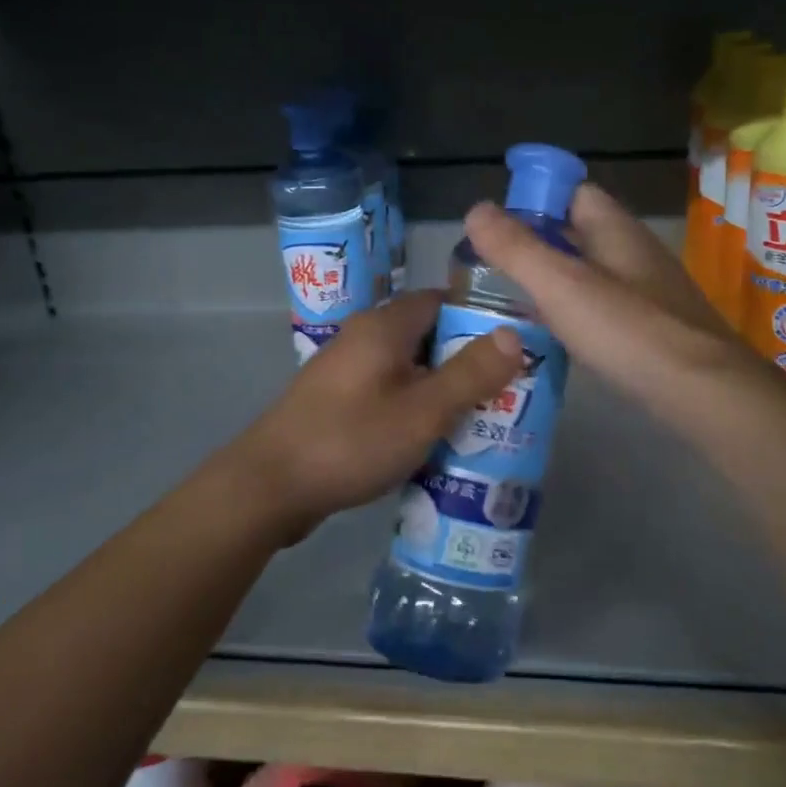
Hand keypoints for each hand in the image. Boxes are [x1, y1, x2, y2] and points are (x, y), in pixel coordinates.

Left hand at [232, 292, 521, 534]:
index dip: (481, 319)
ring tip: (482, 418)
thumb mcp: (423, 411)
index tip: (515, 347)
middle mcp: (363, 338)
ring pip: (408, 368)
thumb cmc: (351, 440)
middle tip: (507, 391)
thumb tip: (514, 334)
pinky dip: (415, 408)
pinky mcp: (337, 402)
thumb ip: (470, 373)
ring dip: (442, 389)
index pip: (442, 301)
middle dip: (467, 360)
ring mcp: (346, 371)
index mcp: (383, 326)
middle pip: (427, 335)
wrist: (270, 486)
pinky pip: (388, 393)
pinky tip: (435, 439)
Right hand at [463, 183, 774, 437]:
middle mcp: (634, 252)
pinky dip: (573, 312)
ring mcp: (647, 290)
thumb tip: (475, 209)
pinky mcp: (652, 327)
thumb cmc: (628, 330)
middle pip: (578, 232)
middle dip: (535, 244)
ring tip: (510, 303)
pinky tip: (553, 336)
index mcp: (615, 229)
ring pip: (589, 271)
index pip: (573, 191)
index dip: (535, 199)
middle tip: (490, 269)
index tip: (496, 226)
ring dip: (552, 280)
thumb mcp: (561, 286)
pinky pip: (602, 306)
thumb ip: (516, 248)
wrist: (704, 392)